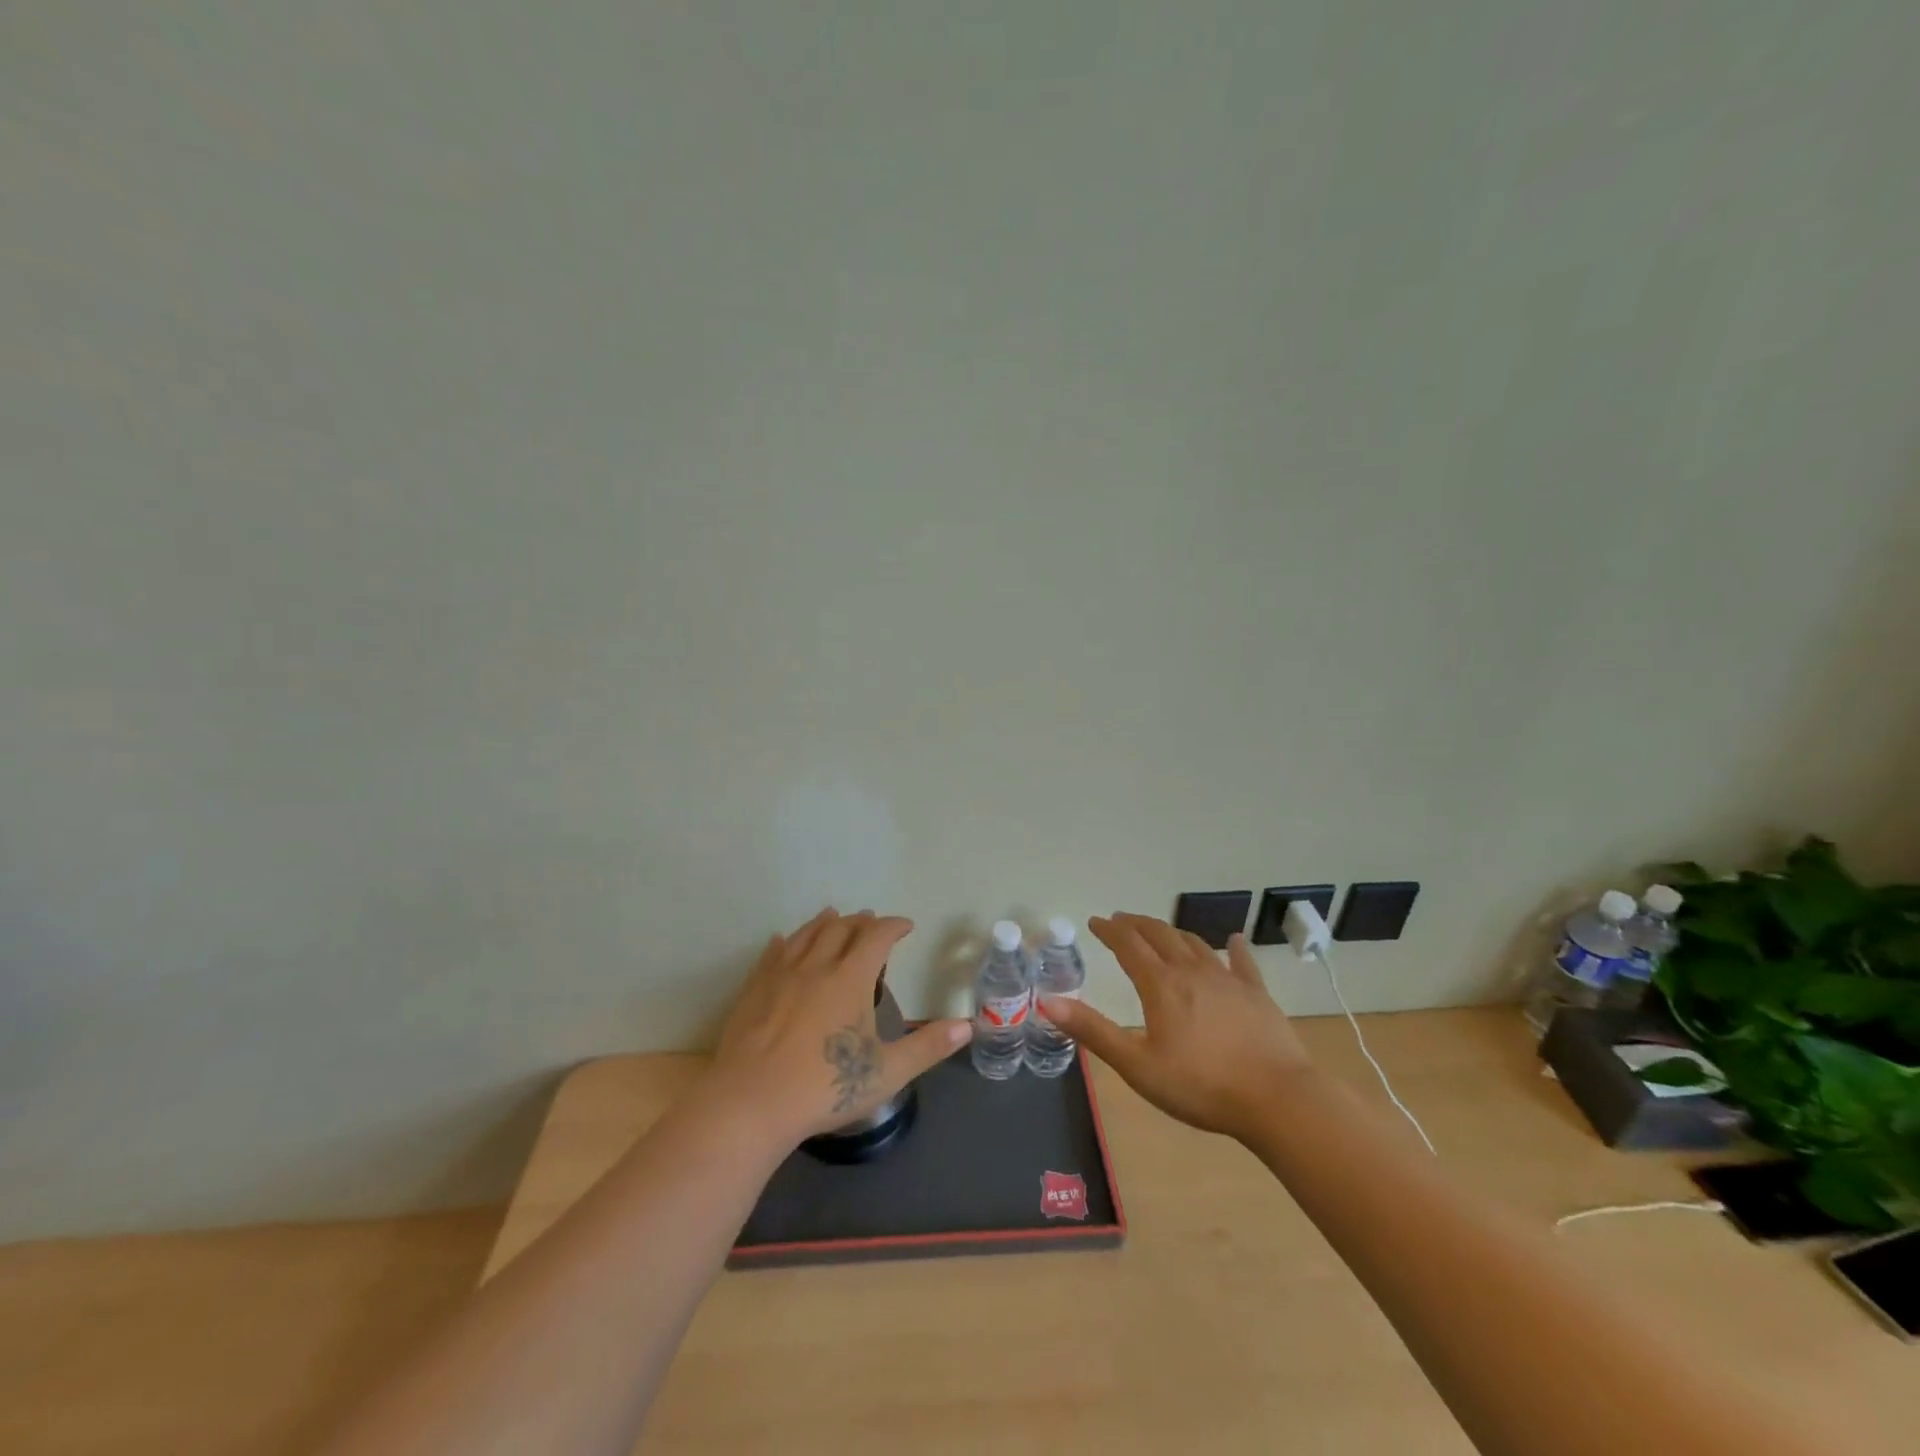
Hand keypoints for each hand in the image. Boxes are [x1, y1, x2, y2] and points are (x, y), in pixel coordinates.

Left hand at [704, 909, 972, 1148]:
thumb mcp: (886, 1072)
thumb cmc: (825, 1087)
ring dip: (824, 922)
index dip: (893, 926)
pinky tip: (783, 941)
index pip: (877, 937)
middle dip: (860, 921)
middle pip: (841, 928)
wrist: (751, 1102)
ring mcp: (781, 974)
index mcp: (851, 978)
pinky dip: (785, 941)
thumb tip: (967, 1026)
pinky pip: (772, 953)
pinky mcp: (753, 989)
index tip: (905, 925)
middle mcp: (816, 965)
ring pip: (806, 934)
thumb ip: (927, 1047)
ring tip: (833, 916)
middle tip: (872, 921)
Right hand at [1039, 913, 1311, 1140]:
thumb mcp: (1137, 1065)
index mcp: (1161, 985)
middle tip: (1121, 920)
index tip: (1094, 922)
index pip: (1128, 946)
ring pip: (1194, 943)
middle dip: (1136, 924)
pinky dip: (1232, 947)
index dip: (1109, 931)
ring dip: (1172, 932)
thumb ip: (1093, 1031)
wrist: (1278, 1099)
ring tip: (1160, 931)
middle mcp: (1191, 971)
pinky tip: (1232, 940)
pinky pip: (1242, 962)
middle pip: (1159, 935)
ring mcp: (1228, 979)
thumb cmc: (1201, 1086)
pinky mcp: (1257, 994)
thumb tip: (1047, 1002)